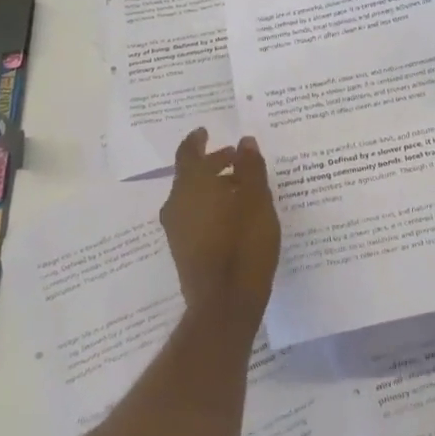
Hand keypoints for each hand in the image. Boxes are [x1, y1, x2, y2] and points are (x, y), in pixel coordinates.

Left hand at [159, 128, 281, 332]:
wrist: (224, 304)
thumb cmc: (244, 245)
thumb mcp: (257, 201)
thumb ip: (251, 168)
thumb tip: (245, 141)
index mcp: (191, 186)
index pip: (188, 153)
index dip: (197, 140)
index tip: (206, 131)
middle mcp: (176, 204)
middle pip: (191, 174)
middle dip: (214, 163)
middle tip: (238, 157)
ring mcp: (177, 229)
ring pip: (193, 196)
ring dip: (214, 185)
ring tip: (243, 187)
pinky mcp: (183, 249)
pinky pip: (195, 215)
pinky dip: (211, 205)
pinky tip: (235, 214)